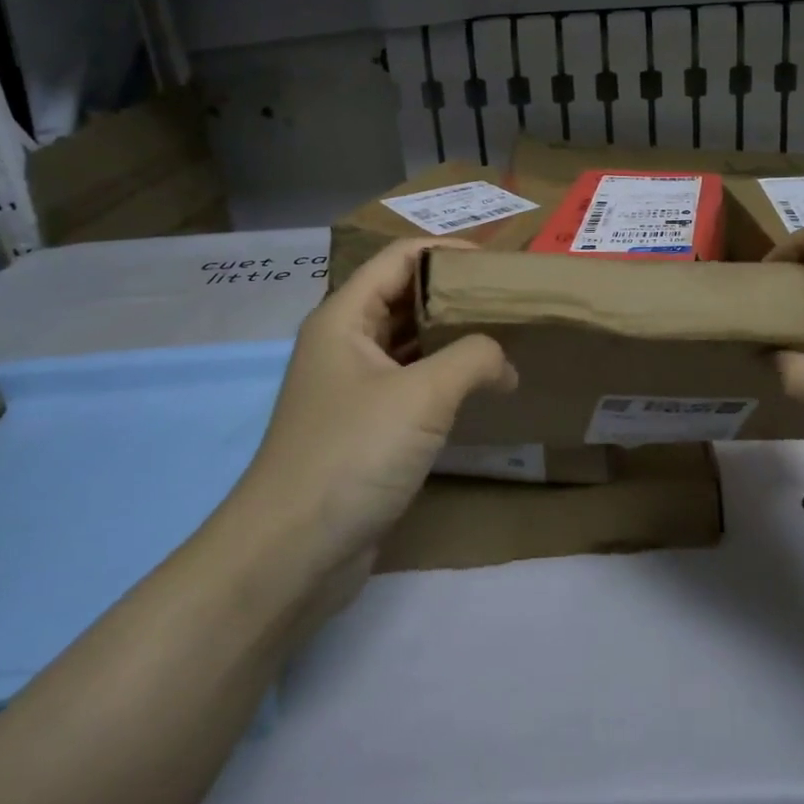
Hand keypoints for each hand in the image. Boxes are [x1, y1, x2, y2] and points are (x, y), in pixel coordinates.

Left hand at [231, 238, 516, 573]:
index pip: (400, 258)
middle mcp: (345, 344)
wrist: (291, 552)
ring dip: (453, 337)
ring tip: (507, 336)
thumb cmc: (352, 454)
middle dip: (456, 294)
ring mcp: (354, 388)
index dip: (448, 251)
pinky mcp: (366, 427)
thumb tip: (505, 362)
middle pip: (405, 297)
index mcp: (344, 318)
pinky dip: (445, 377)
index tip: (500, 264)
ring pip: (410, 343)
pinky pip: (412, 384)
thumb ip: (473, 359)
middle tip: (512, 300)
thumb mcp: (422, 395)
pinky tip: (482, 387)